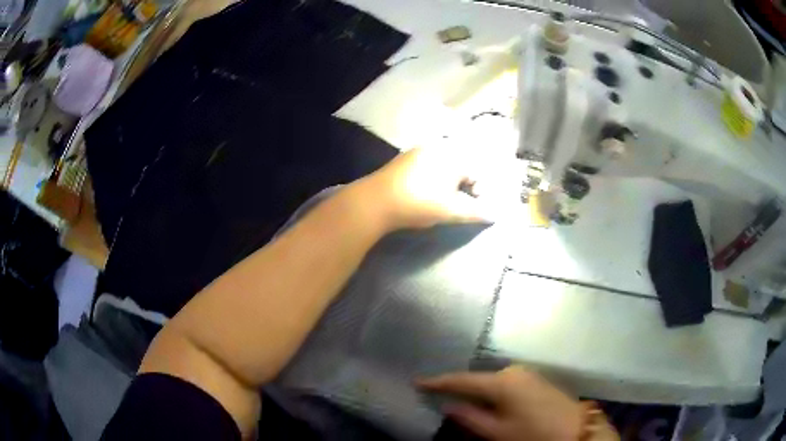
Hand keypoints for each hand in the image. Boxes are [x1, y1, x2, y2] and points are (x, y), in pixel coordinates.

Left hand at [358, 146, 499, 230]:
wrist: (375, 201)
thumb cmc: (419, 203)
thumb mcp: (451, 210)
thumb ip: (476, 212)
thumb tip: (495, 214)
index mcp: (453, 155)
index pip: (477, 172)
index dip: (480, 192)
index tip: (472, 208)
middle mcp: (438, 146)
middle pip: (462, 166)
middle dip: (465, 187)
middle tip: (457, 205)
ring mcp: (419, 150)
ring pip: (444, 165)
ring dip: (449, 183)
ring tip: (441, 201)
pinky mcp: (404, 158)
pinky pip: (428, 165)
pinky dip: (433, 178)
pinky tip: (423, 193)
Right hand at [418, 366, 583, 440]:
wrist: (575, 430)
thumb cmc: (532, 433)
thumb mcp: (497, 432)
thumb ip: (470, 417)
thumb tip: (450, 406)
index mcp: (502, 382)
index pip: (462, 380)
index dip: (439, 382)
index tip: (417, 382)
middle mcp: (513, 371)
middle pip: (478, 379)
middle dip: (460, 389)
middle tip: (438, 396)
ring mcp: (527, 374)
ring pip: (492, 382)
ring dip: (477, 393)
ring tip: (461, 402)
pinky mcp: (536, 380)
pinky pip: (506, 384)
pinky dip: (493, 393)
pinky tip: (488, 403)